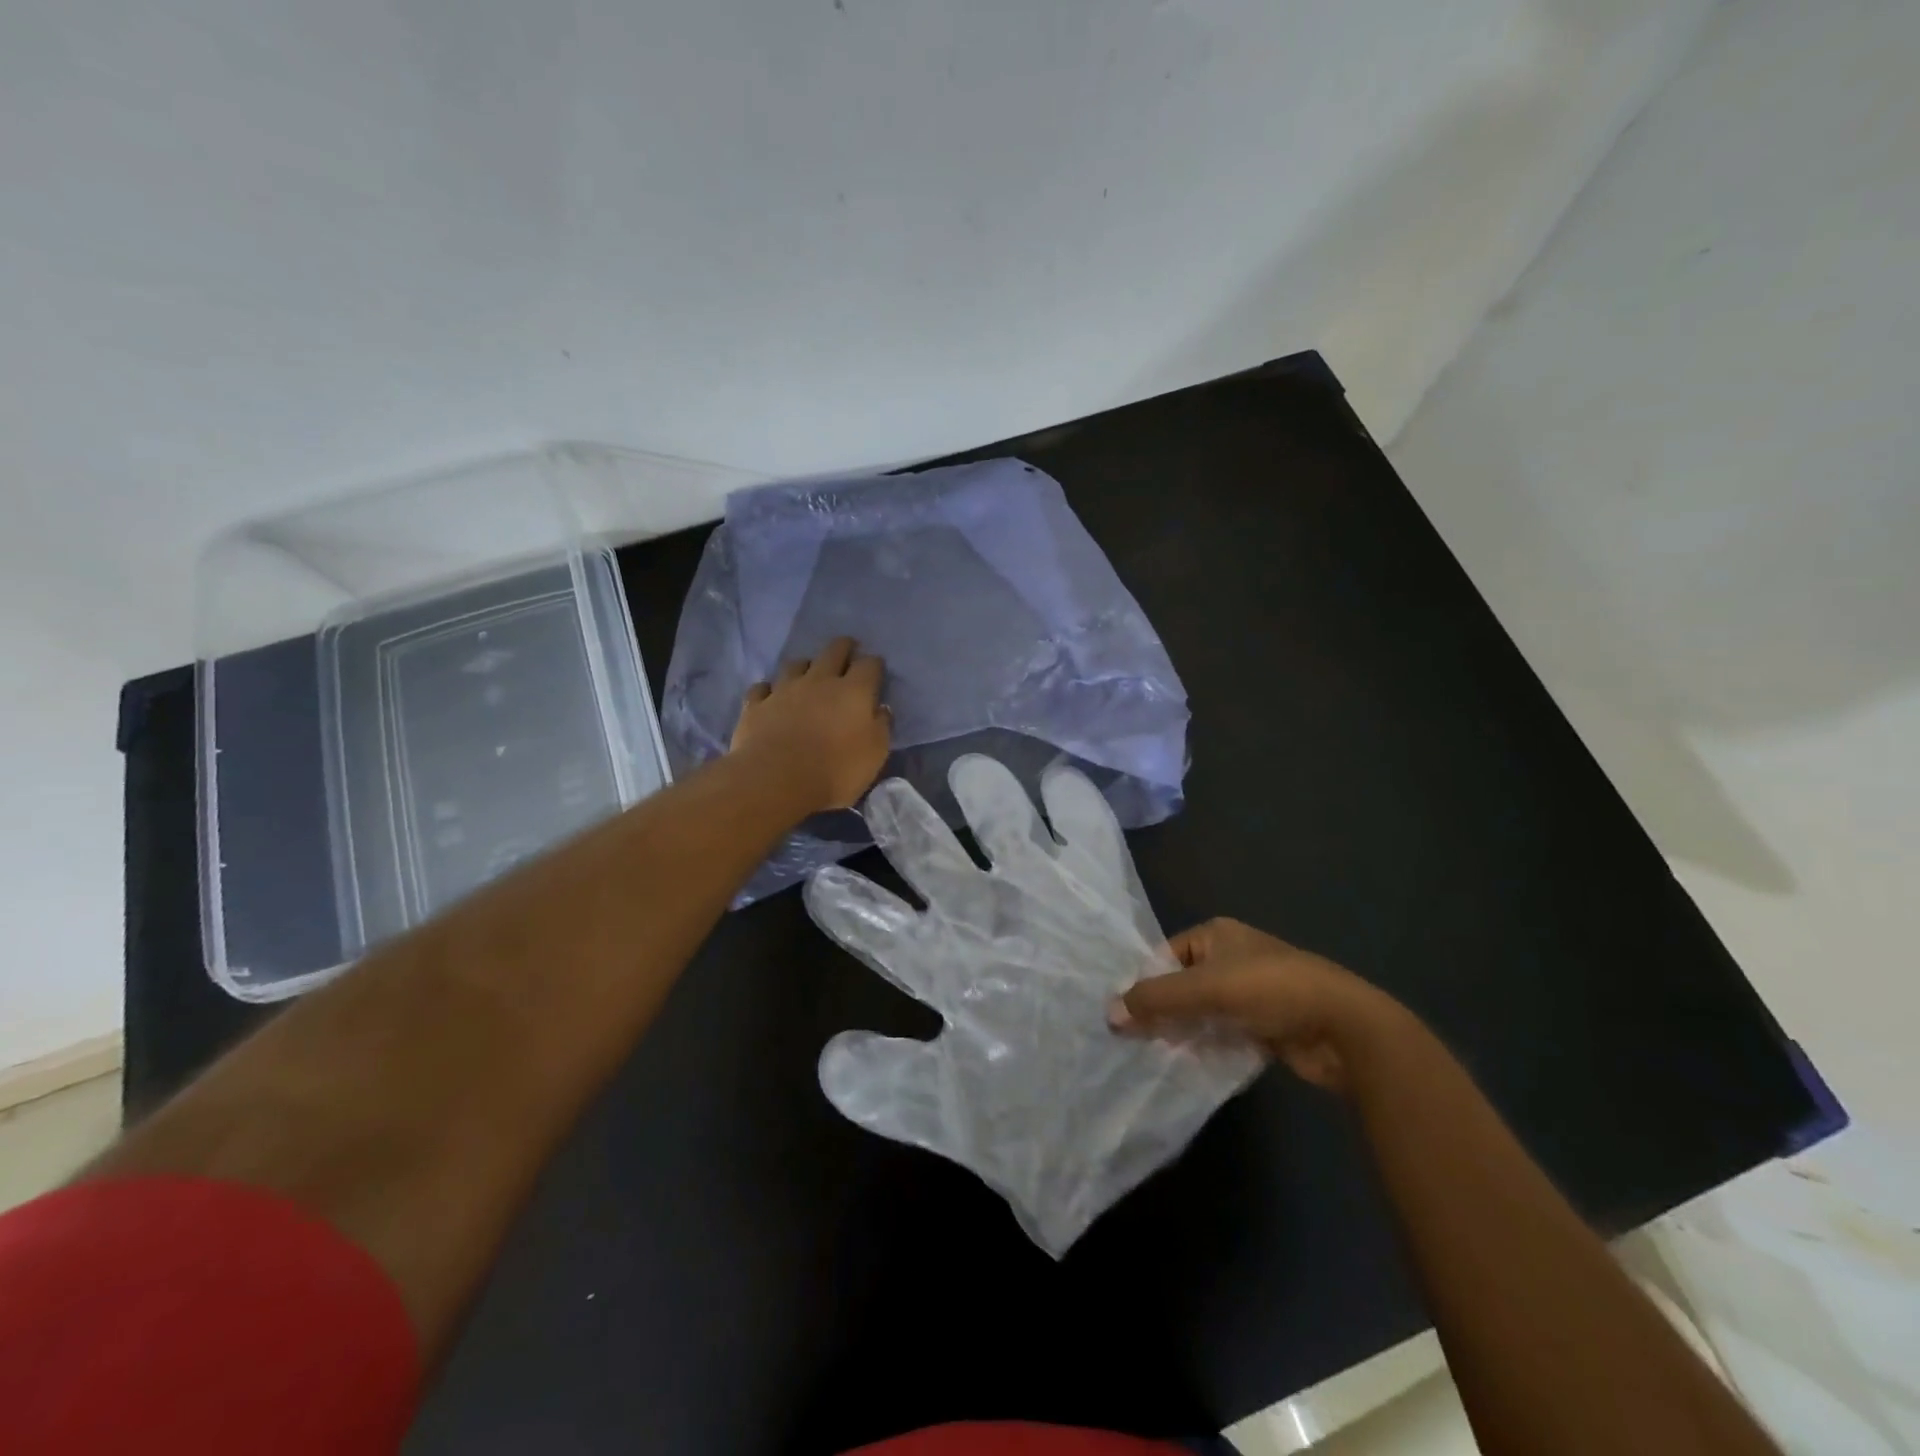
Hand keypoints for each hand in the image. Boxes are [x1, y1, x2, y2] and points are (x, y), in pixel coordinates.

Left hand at [730, 636, 890, 811]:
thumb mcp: (875, 755)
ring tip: (808, 673)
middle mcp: (819, 681)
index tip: (876, 669)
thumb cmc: (836, 771)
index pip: (869, 665)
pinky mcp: (756, 705)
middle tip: (848, 650)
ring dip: (805, 666)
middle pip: (833, 651)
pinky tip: (771, 696)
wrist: (777, 780)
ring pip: (795, 664)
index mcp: (853, 691)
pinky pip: (762, 688)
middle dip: (844, 647)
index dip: (874, 664)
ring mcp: (784, 689)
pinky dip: (769, 690)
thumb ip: (881, 727)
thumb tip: (881, 709)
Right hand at [1110, 918, 1399, 1093]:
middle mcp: (1232, 957)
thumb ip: (1156, 1000)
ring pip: (1202, 1012)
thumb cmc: (1270, 990)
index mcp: (1217, 934)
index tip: (1125, 1016)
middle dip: (1163, 1012)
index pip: (1165, 956)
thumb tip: (1108, 1014)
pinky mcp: (1265, 1024)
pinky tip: (1190, 1067)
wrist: (1343, 1027)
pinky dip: (1208, 1047)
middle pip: (1182, 985)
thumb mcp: (1205, 989)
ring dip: (1185, 1033)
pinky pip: (1224, 1033)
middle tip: (1135, 1041)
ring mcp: (1251, 992)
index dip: (1146, 984)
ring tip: (1157, 1058)